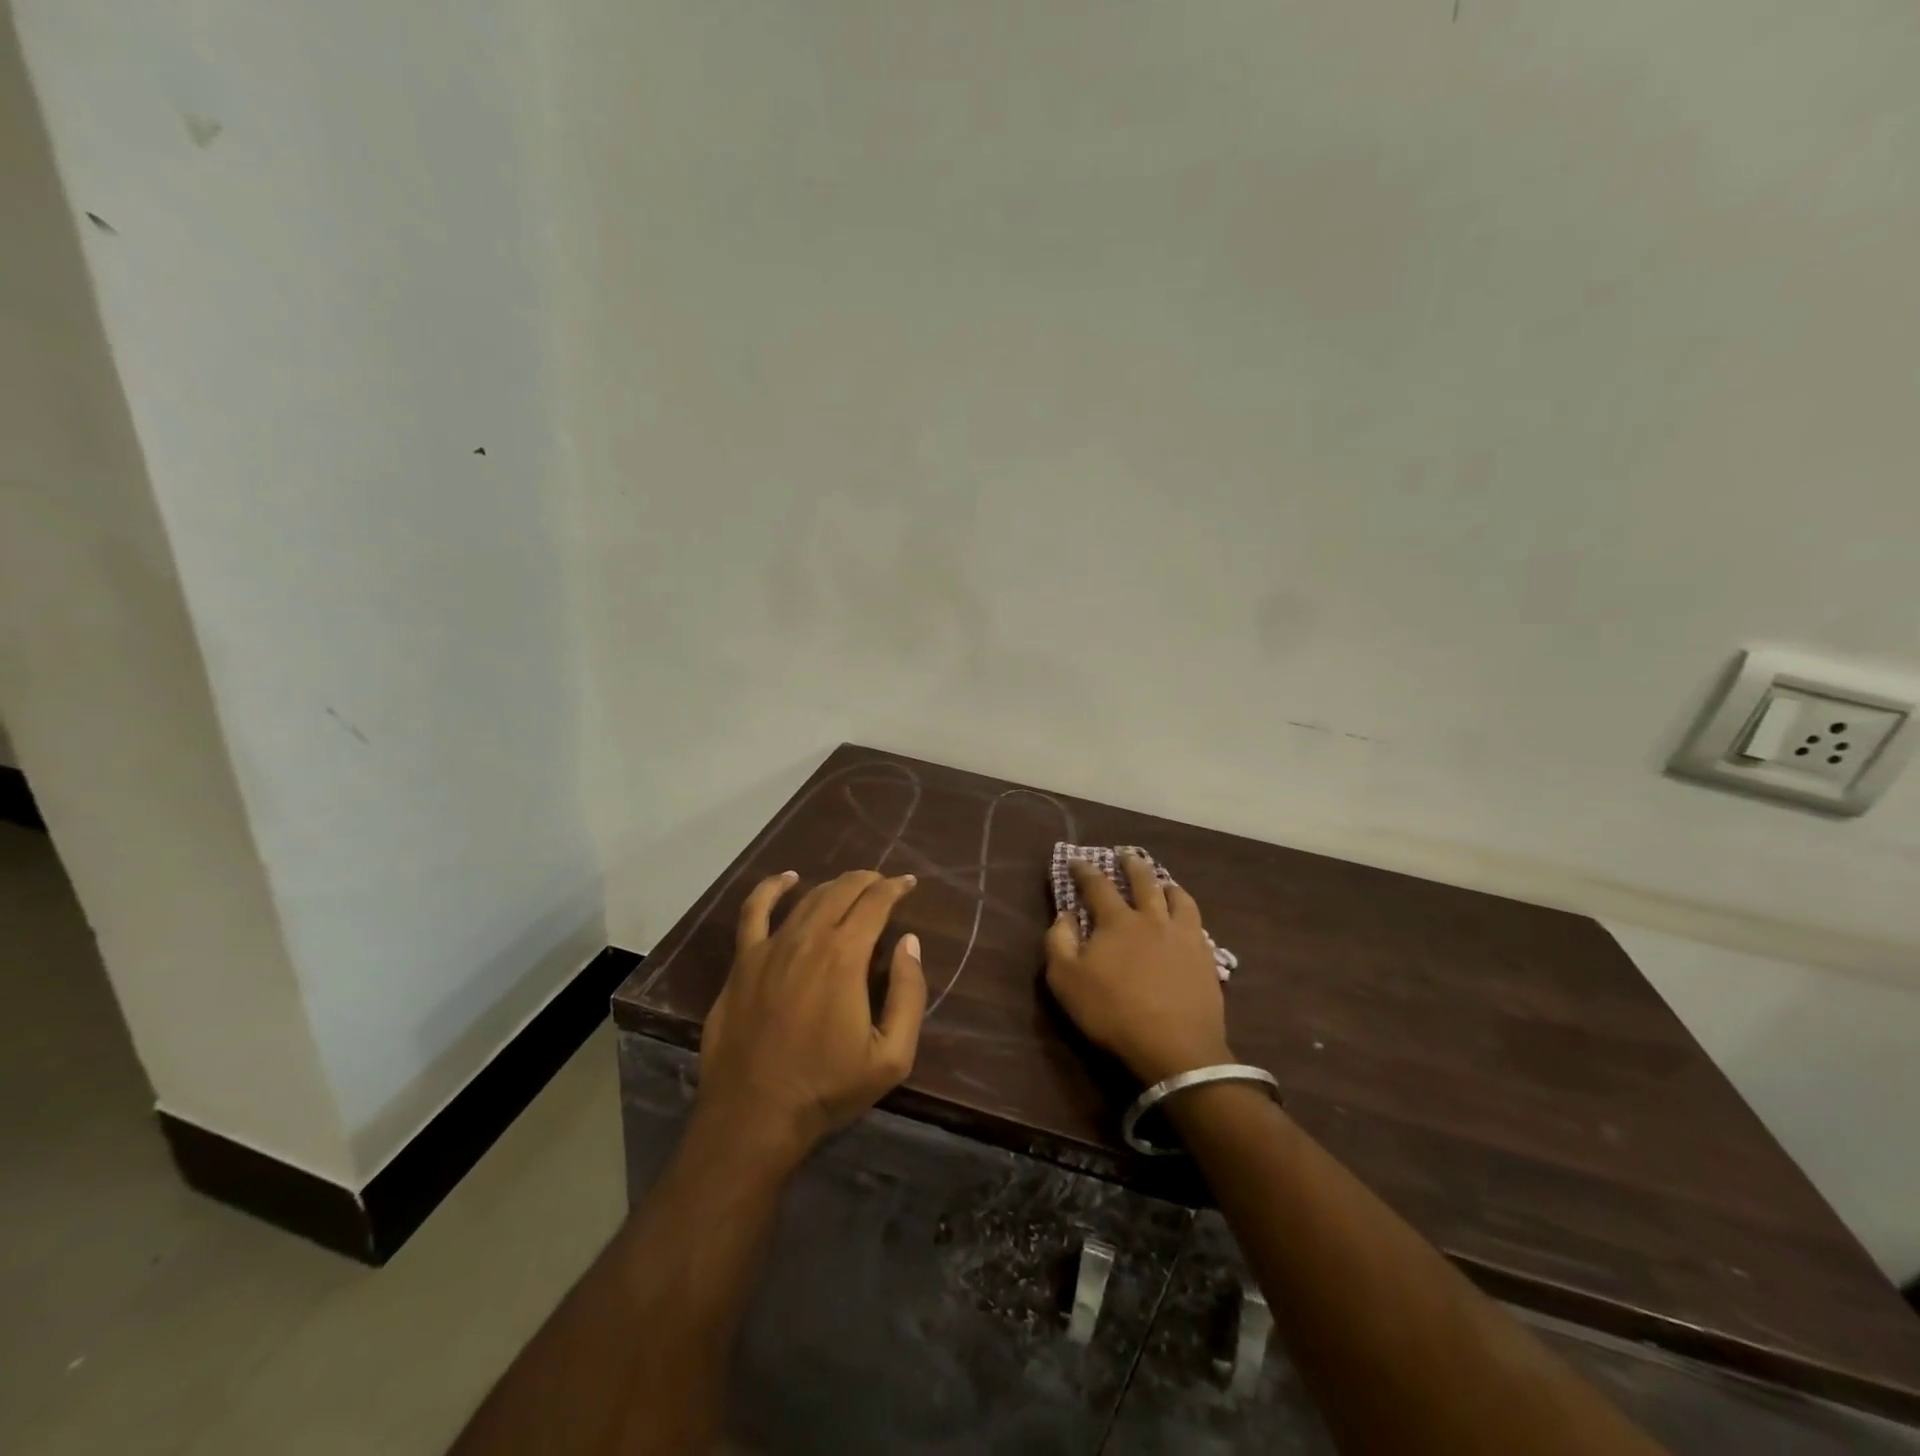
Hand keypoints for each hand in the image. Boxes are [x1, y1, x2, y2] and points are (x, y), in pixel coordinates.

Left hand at [697, 869, 925, 1166]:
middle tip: (884, 885)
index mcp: (845, 956)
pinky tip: (786, 880)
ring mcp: (770, 947)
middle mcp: (808, 939)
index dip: (895, 888)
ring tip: (851, 887)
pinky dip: (771, 888)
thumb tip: (909, 942)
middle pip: (842, 891)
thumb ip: (909, 993)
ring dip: (834, 886)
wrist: (754, 1116)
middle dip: (868, 881)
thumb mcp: (891, 1055)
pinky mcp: (743, 962)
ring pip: (807, 898)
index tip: (908, 884)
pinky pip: (753, 912)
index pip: (875, 903)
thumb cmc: (827, 1088)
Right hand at [1044, 852, 1231, 1084]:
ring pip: (1178, 898)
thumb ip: (1059, 942)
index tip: (1076, 861)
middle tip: (1126, 854)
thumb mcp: (1066, 981)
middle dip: (1132, 865)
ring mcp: (1184, 937)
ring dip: (1167, 885)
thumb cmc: (1113, 1012)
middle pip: (1144, 882)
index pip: (1098, 886)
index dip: (1084, 871)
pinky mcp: (1205, 958)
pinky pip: (1199, 924)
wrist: (1175, 1047)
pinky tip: (1188, 920)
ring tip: (1164, 882)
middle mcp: (1153, 919)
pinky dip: (1188, 913)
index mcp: (1118, 922)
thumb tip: (1065, 916)